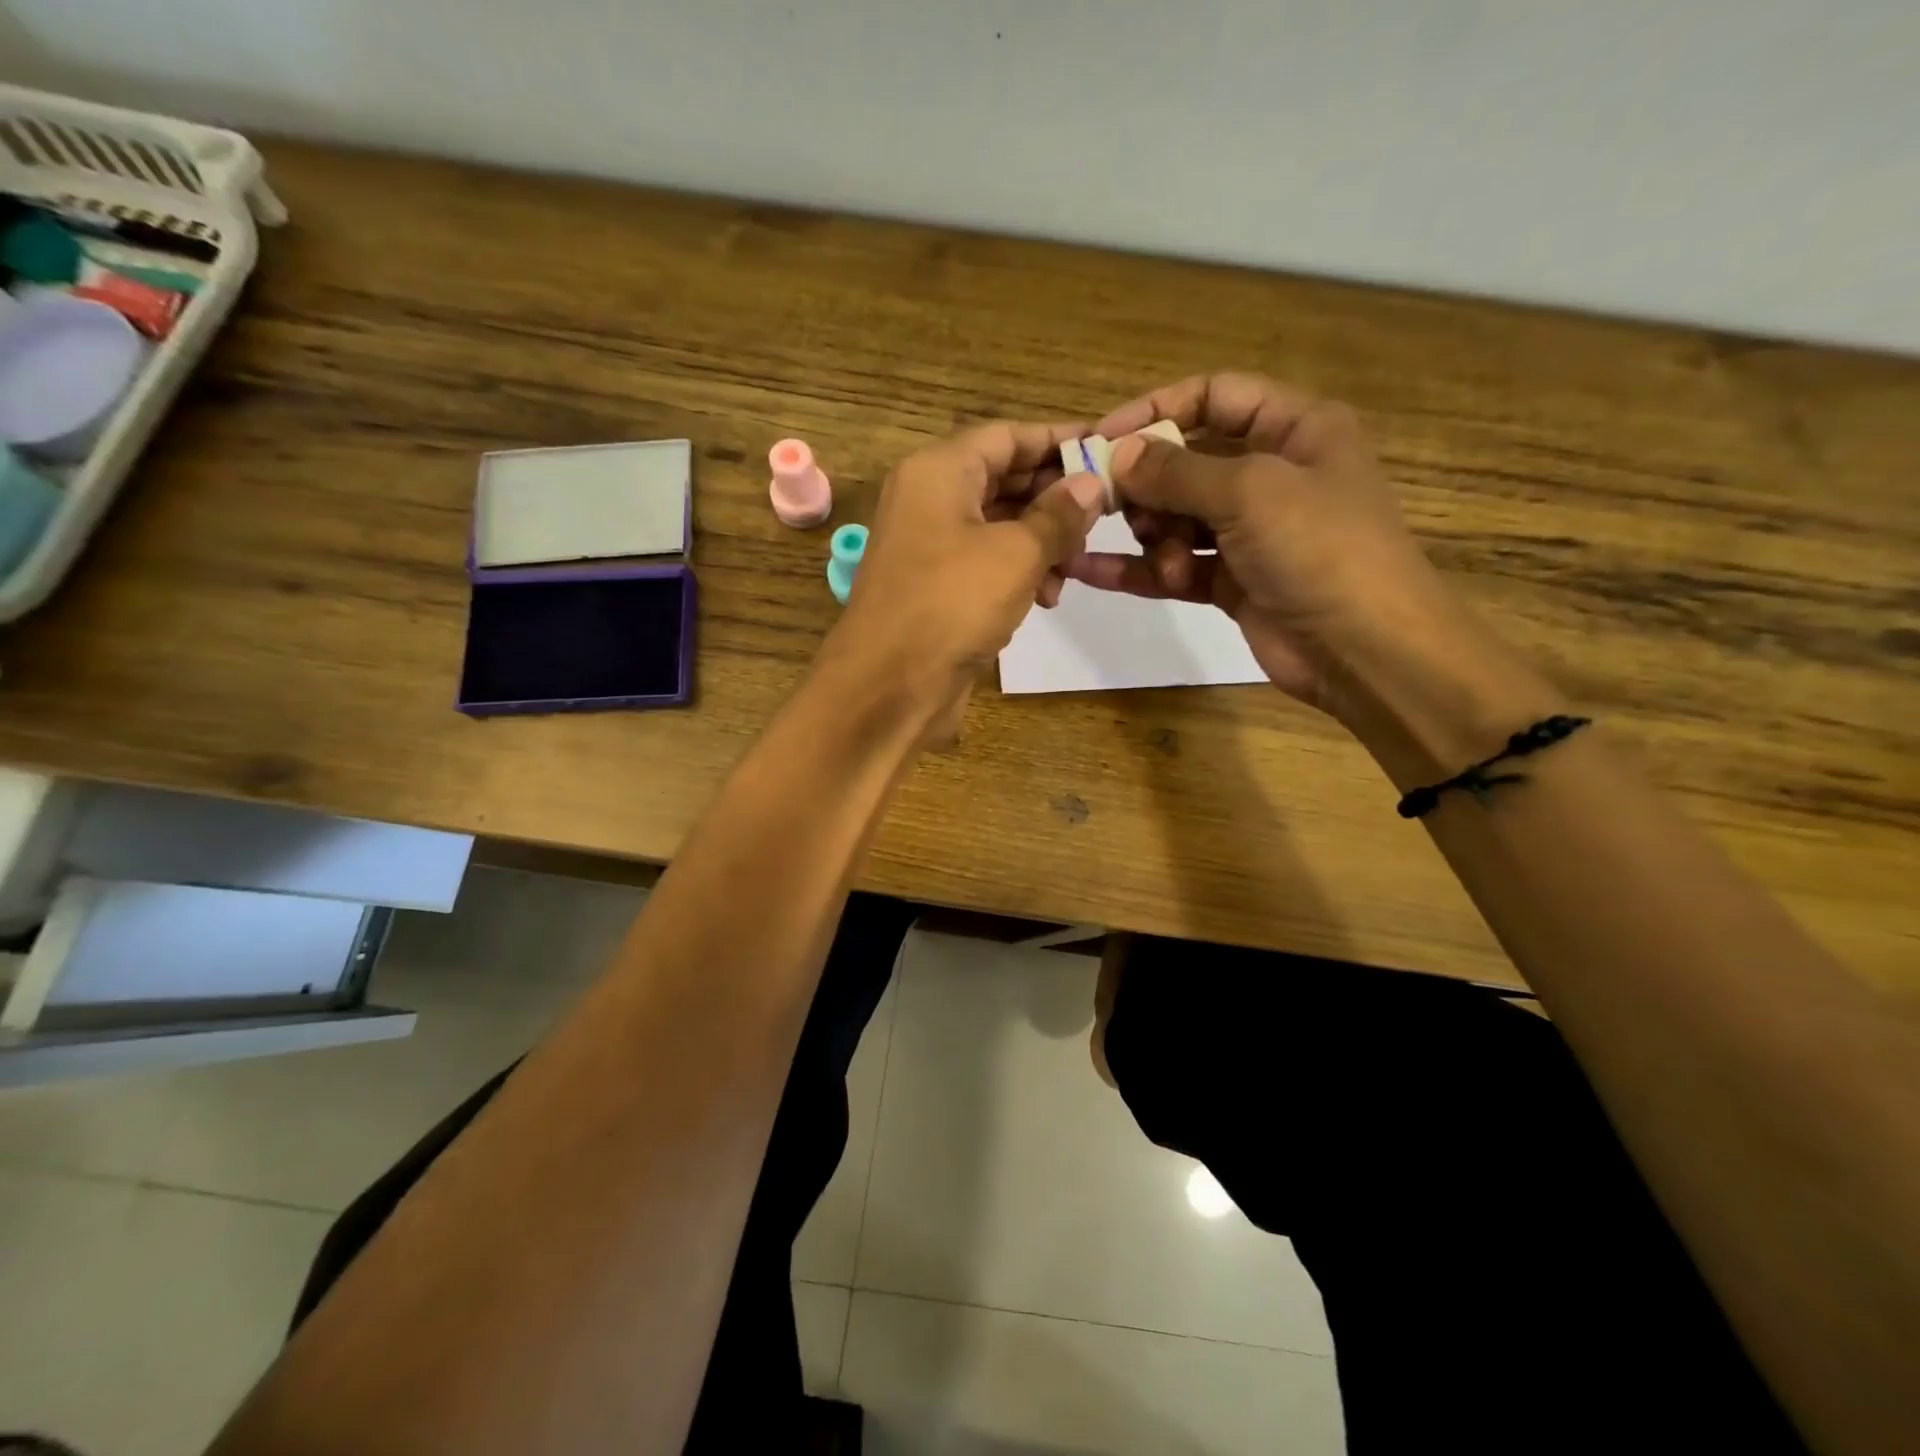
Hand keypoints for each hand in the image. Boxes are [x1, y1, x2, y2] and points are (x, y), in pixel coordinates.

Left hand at [831, 420, 1105, 719]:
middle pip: (1003, 479)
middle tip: (1103, 515)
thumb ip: (1058, 515)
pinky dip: (1019, 572)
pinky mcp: (936, 587)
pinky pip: (985, 563)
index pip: (1007, 436)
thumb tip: (1091, 483)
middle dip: (1054, 498)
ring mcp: (929, 545)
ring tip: (1076, 566)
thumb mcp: (1016, 553)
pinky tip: (1048, 597)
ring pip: (998, 525)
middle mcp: (928, 499)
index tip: (1107, 450)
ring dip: (1042, 541)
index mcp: (938, 471)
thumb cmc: (953, 603)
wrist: (890, 685)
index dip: (1058, 440)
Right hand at [1069, 372, 1476, 720]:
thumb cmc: (1320, 549)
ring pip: (1178, 517)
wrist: (1365, 650)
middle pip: (1187, 461)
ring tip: (1163, 562)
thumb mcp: (1250, 492)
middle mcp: (1272, 474)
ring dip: (1154, 536)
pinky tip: (1092, 571)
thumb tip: (1117, 455)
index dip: (1156, 410)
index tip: (1102, 439)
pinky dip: (1139, 569)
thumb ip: (1177, 471)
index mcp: (1295, 429)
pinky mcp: (1231, 581)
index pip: (1214, 396)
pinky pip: (1175, 564)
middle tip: (1109, 505)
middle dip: (1147, 484)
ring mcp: (1250, 532)